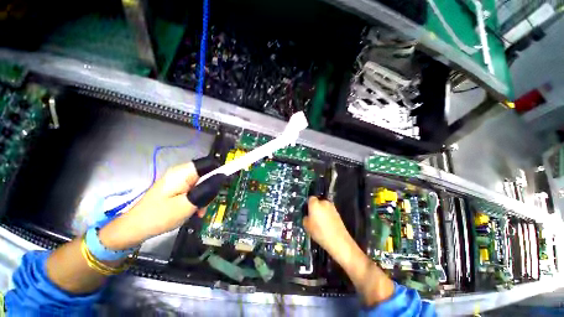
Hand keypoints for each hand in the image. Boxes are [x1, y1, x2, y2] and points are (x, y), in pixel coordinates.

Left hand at [99, 158, 220, 249]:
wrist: (132, 230)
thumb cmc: (159, 216)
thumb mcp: (187, 204)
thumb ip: (207, 189)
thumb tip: (223, 176)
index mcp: (183, 172)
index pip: (210, 163)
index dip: (221, 170)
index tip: (226, 183)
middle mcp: (182, 173)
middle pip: (207, 174)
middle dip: (211, 189)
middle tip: (206, 204)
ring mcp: (179, 181)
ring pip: (202, 184)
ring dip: (204, 197)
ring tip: (198, 212)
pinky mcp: (176, 188)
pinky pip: (194, 190)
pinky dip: (197, 200)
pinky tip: (193, 211)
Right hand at [303, 197, 352, 258]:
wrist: (338, 240)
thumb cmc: (320, 232)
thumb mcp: (307, 226)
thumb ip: (306, 218)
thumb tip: (308, 216)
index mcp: (315, 204)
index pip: (310, 199)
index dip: (308, 205)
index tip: (307, 212)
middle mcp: (324, 202)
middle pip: (318, 202)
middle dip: (315, 208)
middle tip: (313, 217)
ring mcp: (332, 207)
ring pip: (324, 207)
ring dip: (322, 212)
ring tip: (321, 222)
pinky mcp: (338, 213)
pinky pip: (329, 212)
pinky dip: (328, 216)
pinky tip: (327, 225)